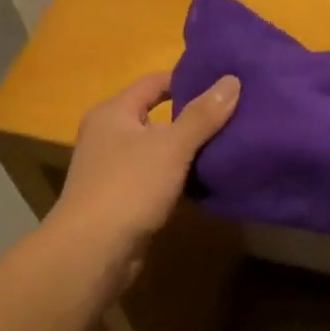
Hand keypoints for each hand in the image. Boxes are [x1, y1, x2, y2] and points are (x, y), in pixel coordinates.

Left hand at [52, 70, 240, 285]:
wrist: (93, 251)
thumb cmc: (128, 187)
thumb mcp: (171, 146)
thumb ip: (202, 115)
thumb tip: (232, 80)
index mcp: (114, 113)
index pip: (154, 82)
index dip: (188, 79)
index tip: (224, 82)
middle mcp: (110, 136)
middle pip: (158, 116)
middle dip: (194, 117)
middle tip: (236, 113)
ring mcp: (115, 170)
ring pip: (160, 151)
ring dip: (190, 150)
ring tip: (231, 144)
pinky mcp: (125, 200)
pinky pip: (159, 178)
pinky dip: (181, 178)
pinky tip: (209, 180)